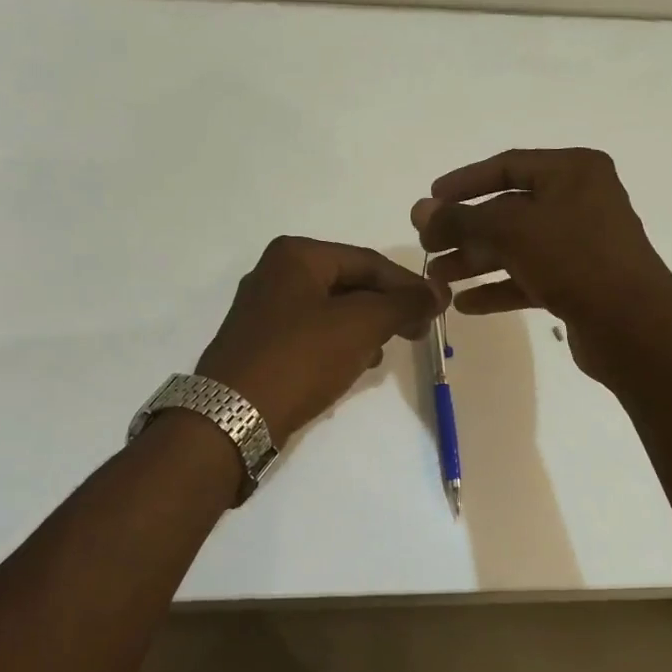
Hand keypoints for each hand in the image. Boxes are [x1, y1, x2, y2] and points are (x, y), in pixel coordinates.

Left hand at [196, 237, 446, 441]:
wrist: (233, 416)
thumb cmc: (301, 358)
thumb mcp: (360, 325)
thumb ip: (403, 304)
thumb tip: (438, 290)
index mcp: (296, 255)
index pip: (368, 261)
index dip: (408, 285)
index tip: (437, 311)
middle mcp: (275, 272)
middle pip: (349, 283)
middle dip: (385, 309)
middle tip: (417, 334)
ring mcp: (263, 309)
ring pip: (332, 310)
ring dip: (363, 328)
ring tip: (382, 352)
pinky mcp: (260, 342)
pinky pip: (311, 333)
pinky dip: (337, 344)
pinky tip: (352, 365)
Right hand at [412, 148, 671, 381]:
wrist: (633, 326)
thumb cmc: (574, 259)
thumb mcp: (511, 230)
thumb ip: (461, 218)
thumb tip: (420, 210)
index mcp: (573, 172)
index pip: (507, 166)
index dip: (464, 182)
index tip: (430, 200)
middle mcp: (580, 201)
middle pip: (507, 210)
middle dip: (464, 230)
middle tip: (426, 247)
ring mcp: (580, 244)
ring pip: (516, 246)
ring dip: (475, 261)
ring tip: (437, 279)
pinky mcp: (579, 283)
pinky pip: (528, 278)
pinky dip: (498, 288)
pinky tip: (465, 304)